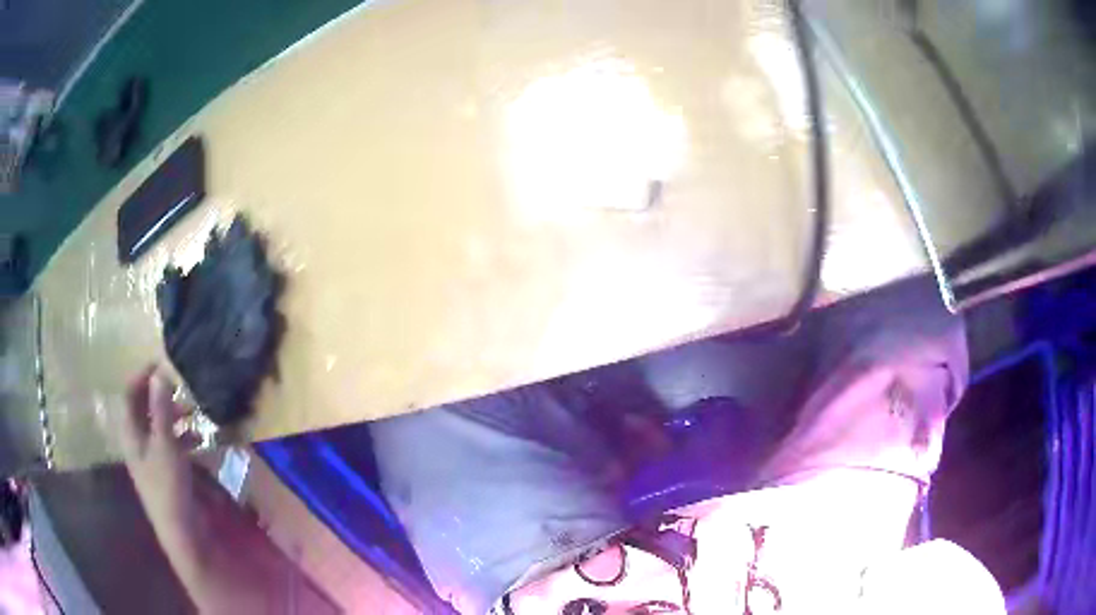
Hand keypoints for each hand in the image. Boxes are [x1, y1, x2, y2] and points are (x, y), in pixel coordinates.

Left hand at [119, 365, 194, 523]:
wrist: (181, 533)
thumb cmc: (168, 486)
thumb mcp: (166, 445)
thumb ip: (162, 409)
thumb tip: (159, 372)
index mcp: (130, 432)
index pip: (130, 392)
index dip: (143, 375)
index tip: (163, 363)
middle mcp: (137, 441)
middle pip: (144, 408)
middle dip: (162, 395)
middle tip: (183, 388)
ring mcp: (151, 457)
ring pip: (159, 426)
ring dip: (175, 416)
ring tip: (195, 413)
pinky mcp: (166, 471)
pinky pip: (171, 444)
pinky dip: (183, 437)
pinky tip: (200, 440)